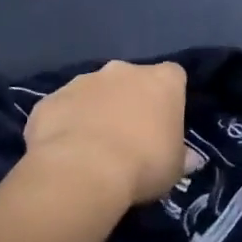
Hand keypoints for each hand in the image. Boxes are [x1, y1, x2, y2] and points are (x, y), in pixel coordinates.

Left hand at [21, 61, 194, 212]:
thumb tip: (189, 158)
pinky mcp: (51, 99)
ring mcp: (83, 80)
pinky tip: (65, 153)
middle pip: (130, 80)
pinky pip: (62, 109)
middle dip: (128, 100)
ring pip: (93, 92)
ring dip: (95, 110)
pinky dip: (64, 124)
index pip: (173, 77)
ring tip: (92, 148)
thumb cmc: (143, 165)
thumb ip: (182, 156)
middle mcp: (123, 70)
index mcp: (161, 81)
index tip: (164, 123)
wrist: (82, 171)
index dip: (169, 99)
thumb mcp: (175, 168)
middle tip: (128, 136)